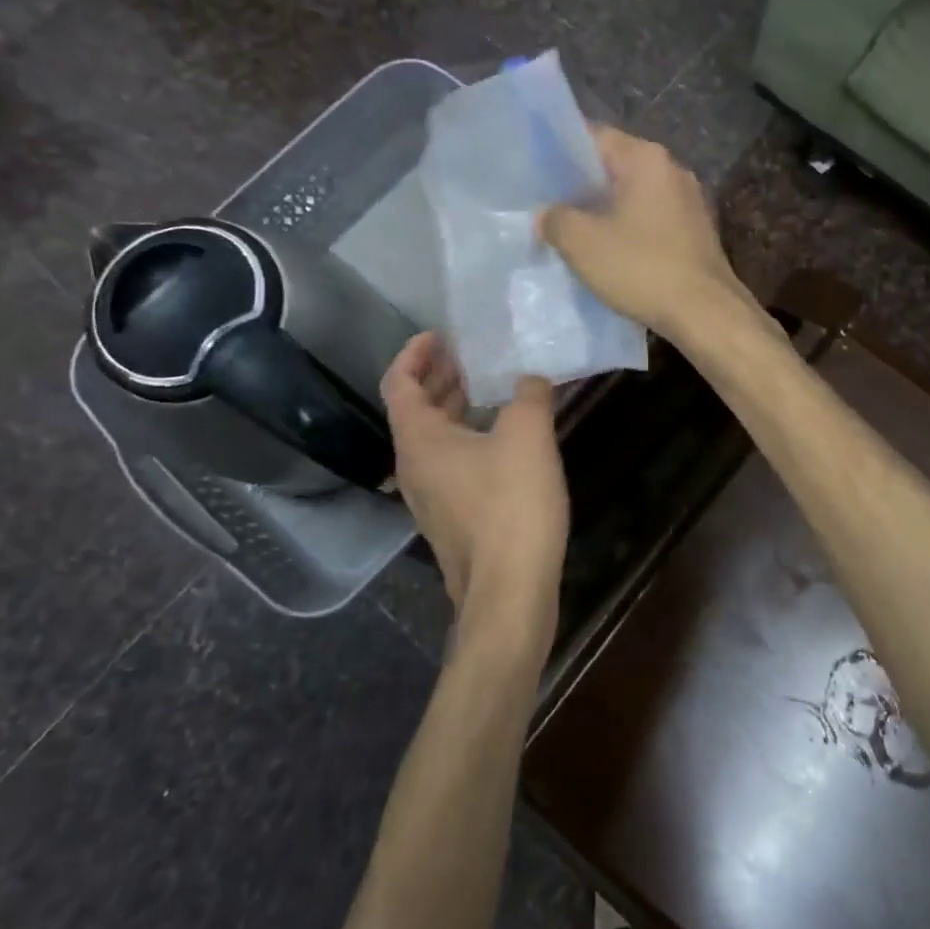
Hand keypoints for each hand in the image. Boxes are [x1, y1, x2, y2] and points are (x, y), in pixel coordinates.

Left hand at [381, 332, 568, 654]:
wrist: (509, 593)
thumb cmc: (511, 505)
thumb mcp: (527, 435)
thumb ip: (529, 395)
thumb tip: (531, 378)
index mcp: (419, 440)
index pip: (398, 382)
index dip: (414, 353)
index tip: (441, 334)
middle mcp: (414, 466)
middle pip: (414, 409)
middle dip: (439, 377)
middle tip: (470, 354)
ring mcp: (430, 497)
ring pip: (434, 438)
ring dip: (455, 407)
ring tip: (489, 387)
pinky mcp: (452, 519)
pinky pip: (452, 463)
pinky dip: (469, 437)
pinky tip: (505, 437)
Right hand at [538, 126, 747, 341]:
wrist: (705, 313)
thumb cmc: (641, 268)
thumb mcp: (581, 243)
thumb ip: (555, 219)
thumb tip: (546, 215)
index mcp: (646, 158)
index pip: (594, 136)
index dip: (561, 152)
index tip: (536, 174)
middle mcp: (672, 169)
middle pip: (615, 166)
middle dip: (581, 186)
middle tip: (549, 207)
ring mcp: (689, 201)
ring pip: (634, 195)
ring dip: (605, 211)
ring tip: (575, 232)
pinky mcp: (696, 231)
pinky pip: (651, 219)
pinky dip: (629, 229)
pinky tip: (611, 253)